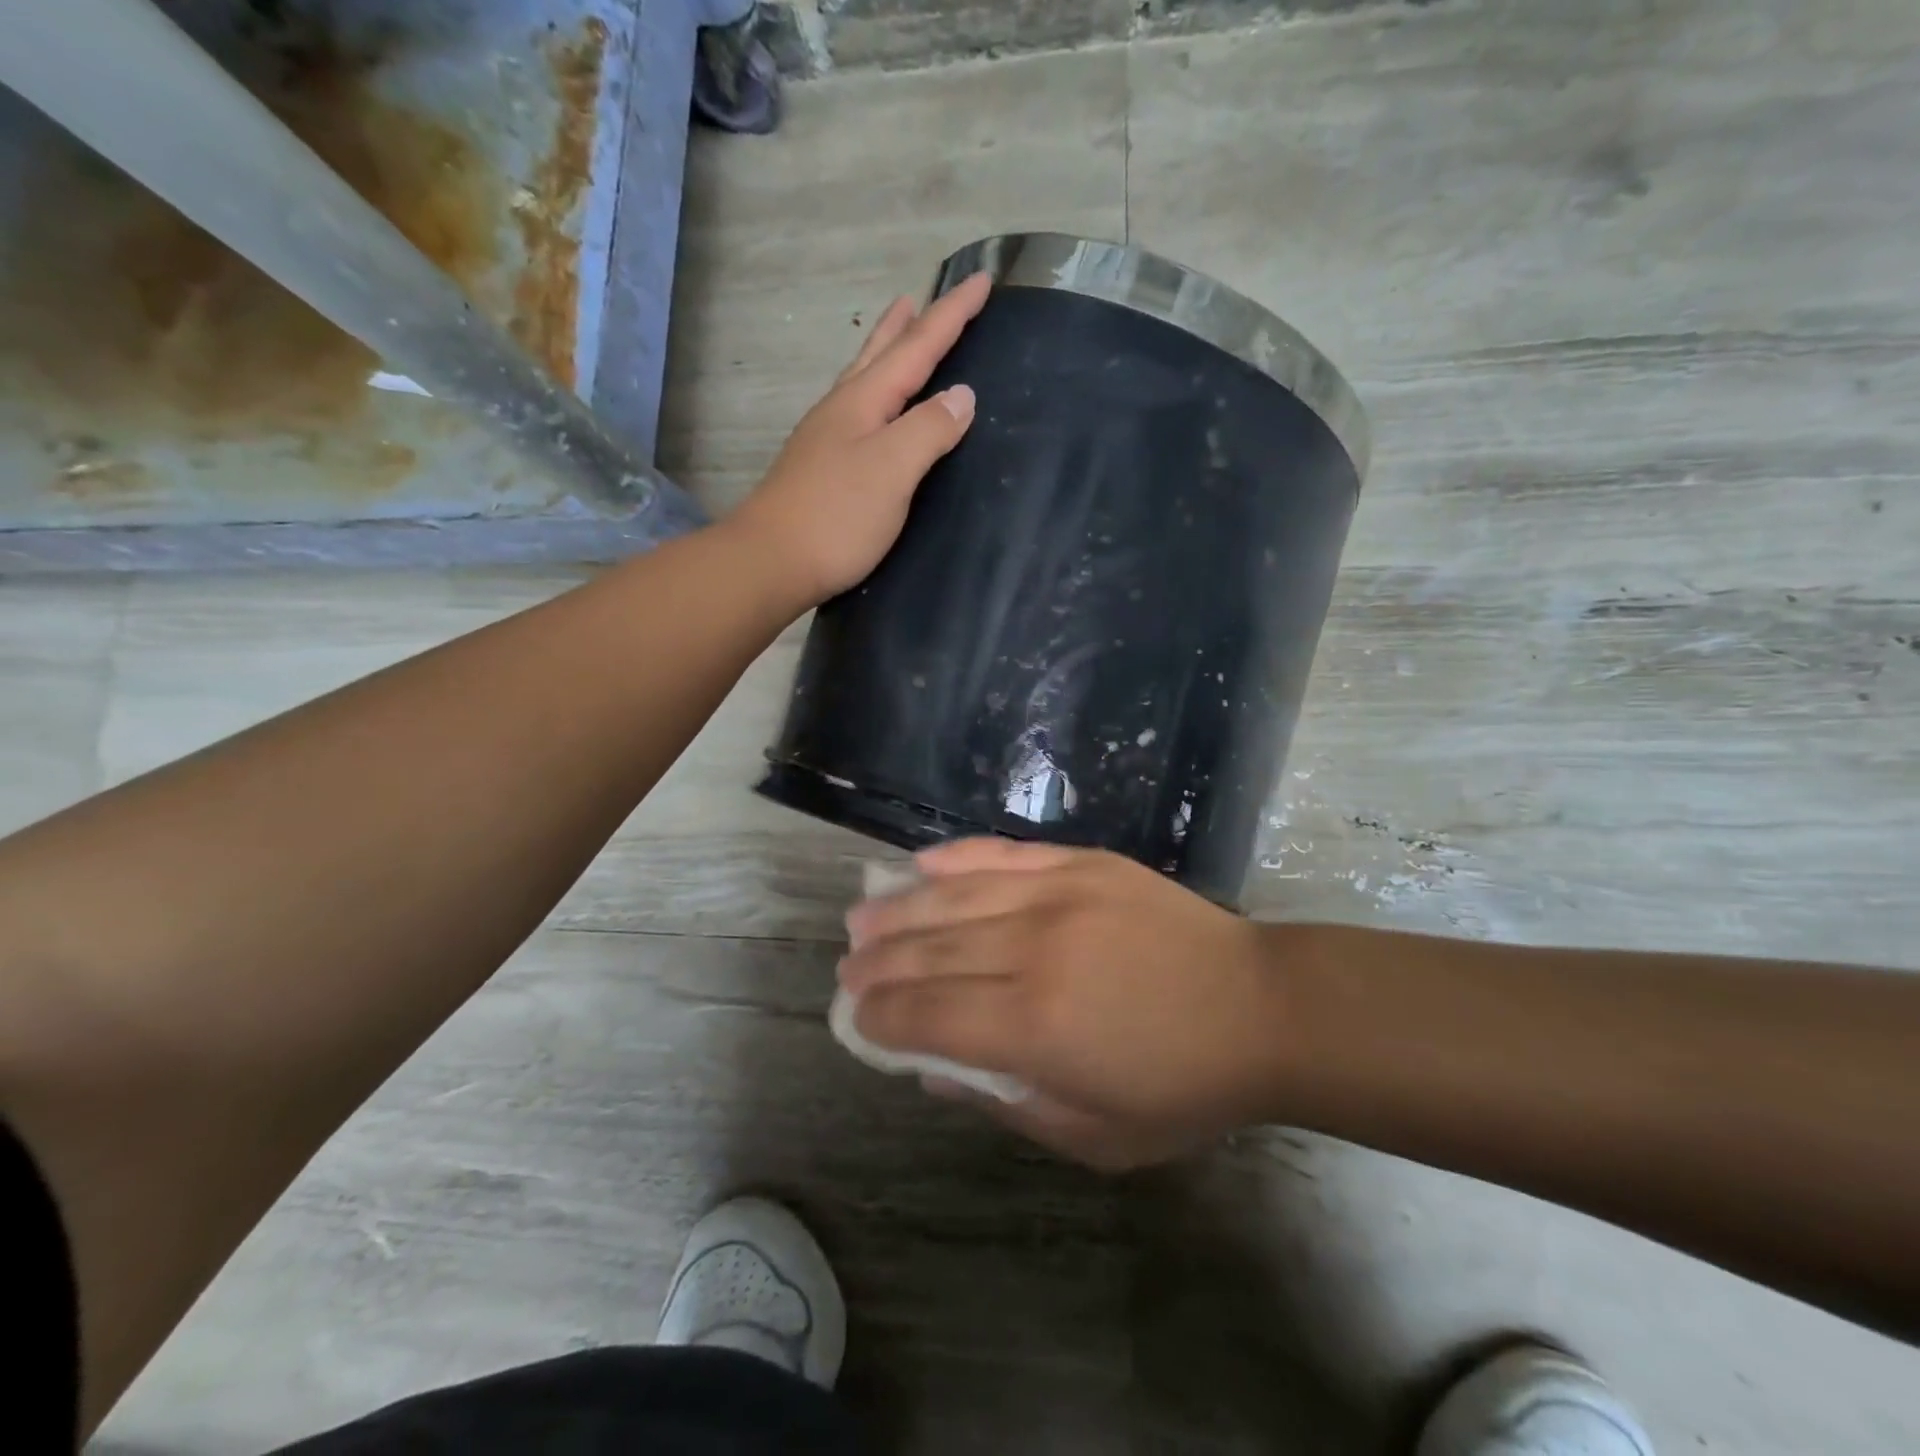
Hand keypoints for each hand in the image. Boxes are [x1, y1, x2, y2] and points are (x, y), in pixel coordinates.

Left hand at [727, 273, 989, 606]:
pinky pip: (856, 413)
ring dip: (884, 354)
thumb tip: (961, 396)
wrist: (771, 562)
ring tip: (896, 334)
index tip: (982, 280)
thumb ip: (928, 430)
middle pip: (879, 355)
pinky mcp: (820, 470)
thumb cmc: (836, 516)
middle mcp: (841, 411)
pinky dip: (874, 396)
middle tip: (920, 297)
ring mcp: (825, 440)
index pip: (916, 348)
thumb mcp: (892, 470)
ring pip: (862, 381)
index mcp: (863, 402)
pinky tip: (873, 412)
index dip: (950, 315)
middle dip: (907, 325)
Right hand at [839, 839, 1297, 1169]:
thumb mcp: (1095, 1135)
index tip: (854, 1017)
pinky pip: (1004, 854)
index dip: (882, 1017)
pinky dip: (956, 858)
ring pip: (955, 898)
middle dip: (878, 963)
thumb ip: (1006, 1103)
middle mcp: (1033, 950)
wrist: (1260, 1006)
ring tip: (861, 917)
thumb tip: (934, 1072)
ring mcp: (1057, 896)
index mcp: (1034, 1026)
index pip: (928, 1016)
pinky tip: (921, 864)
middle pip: (931, 953)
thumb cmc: (1183, 1086)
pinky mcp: (1082, 863)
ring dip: (900, 909)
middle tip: (846, 968)